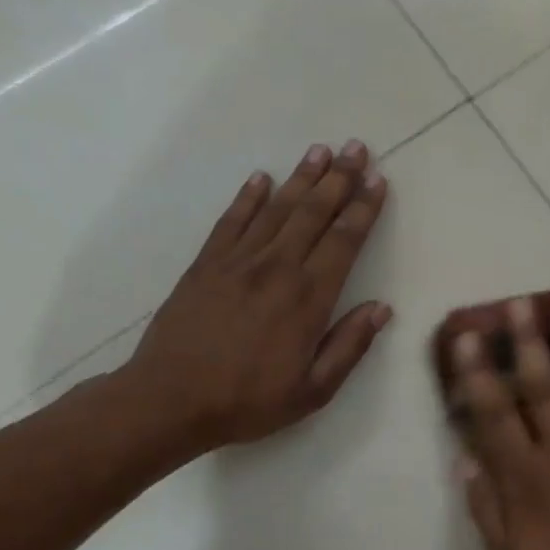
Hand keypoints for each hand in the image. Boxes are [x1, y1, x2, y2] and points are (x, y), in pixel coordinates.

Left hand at [119, 139, 391, 454]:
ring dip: (302, 178)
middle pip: (314, 213)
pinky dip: (248, 197)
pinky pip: (231, 221)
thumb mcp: (314, 390)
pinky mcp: (206, 264)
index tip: (378, 181)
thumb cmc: (249, 401)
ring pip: (277, 209)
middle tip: (356, 147)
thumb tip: (381, 308)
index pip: (344, 241)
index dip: (364, 209)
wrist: (168, 401)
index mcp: (309, 298)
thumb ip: (350, 345)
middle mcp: (277, 268)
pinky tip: (261, 178)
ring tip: (320, 150)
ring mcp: (238, 262)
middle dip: (339, 178)